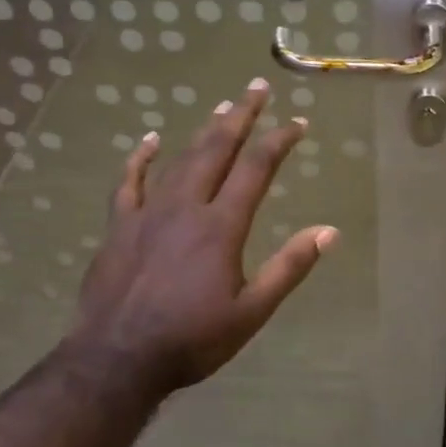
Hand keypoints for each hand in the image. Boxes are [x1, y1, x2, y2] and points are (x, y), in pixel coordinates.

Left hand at [63, 78, 337, 399]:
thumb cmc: (191, 339)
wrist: (117, 358)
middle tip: (256, 87)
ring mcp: (148, 212)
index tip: (297, 122)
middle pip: (217, 149)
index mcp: (221, 226)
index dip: (279, 140)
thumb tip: (328, 231)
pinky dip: (141, 158)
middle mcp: (186, 206)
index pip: (256, 168)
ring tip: (222, 107)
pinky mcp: (119, 226)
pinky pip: (129, 181)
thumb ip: (289, 267)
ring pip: (180, 159)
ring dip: (203, 131)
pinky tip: (151, 139)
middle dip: (241, 116)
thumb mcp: (251, 312)